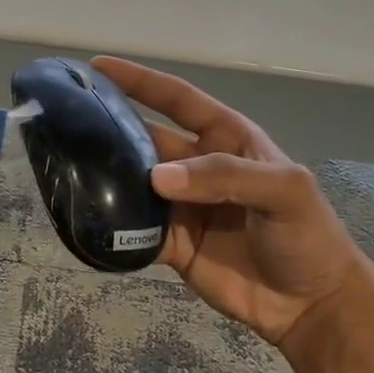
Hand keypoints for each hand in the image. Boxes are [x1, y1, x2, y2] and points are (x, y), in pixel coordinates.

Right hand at [92, 57, 364, 353]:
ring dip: (104, 177)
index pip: (177, 99)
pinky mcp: (171, 244)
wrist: (310, 305)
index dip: (140, 81)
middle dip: (110, 128)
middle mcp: (197, 166)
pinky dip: (112, 226)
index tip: (97, 68)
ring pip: (134, 183)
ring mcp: (181, 206)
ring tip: (63, 167)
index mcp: (225, 139)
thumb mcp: (284, 191)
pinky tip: (83, 219)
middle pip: (146, 140)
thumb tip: (157, 176)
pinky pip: (134, 230)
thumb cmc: (307, 235)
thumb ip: (225, 175)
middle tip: (65, 122)